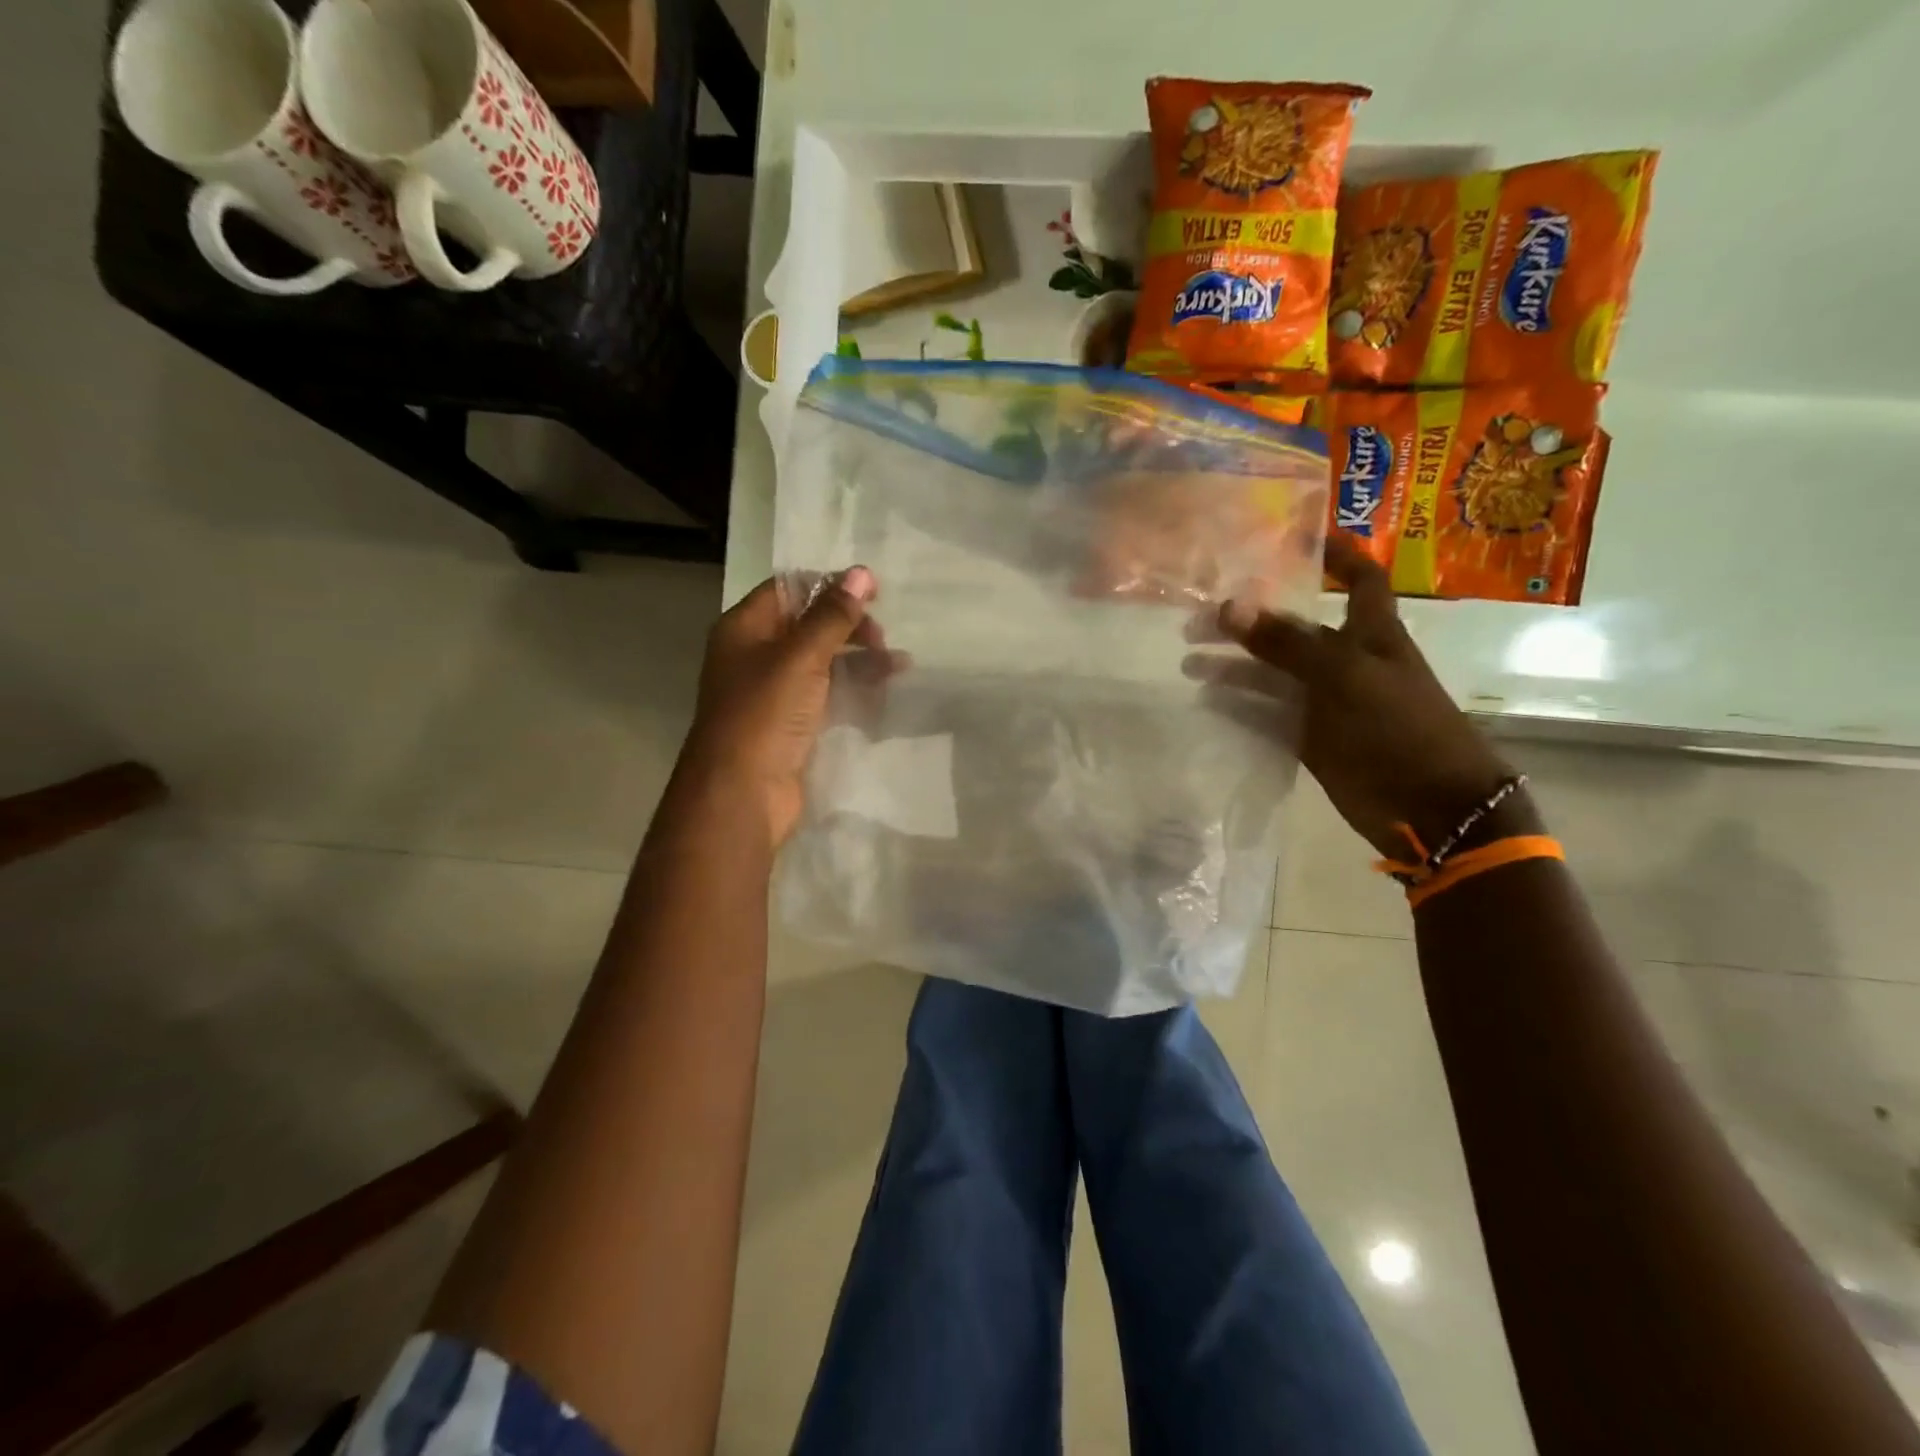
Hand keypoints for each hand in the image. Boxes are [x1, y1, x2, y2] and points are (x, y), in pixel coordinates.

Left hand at [680, 568, 883, 849]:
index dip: (830, 585)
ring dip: (858, 657)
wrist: (741, 792)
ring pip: (821, 660)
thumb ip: (832, 616)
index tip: (874, 592)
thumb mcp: (800, 657)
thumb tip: (862, 573)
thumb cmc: (765, 714)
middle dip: (849, 625)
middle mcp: (755, 654)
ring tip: (898, 665)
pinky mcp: (790, 723)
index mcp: (745, 628)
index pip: (789, 589)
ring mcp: (773, 691)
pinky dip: (852, 687)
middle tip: (882, 638)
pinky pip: (825, 693)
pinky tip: (882, 690)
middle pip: (808, 624)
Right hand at [1186, 536, 1524, 857]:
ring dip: (1233, 667)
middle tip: (1198, 619)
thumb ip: (1286, 643)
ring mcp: (1326, 703)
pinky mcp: (1311, 739)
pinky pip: (1268, 715)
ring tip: (1188, 662)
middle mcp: (1346, 662)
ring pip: (1271, 675)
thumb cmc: (1400, 727)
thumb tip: (1229, 606)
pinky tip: (1206, 701)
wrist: (1429, 806)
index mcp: (1371, 634)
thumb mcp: (1344, 675)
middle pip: (1292, 630)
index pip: (1358, 579)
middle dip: (1248, 620)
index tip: (1295, 538)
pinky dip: (1238, 707)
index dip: (1336, 556)